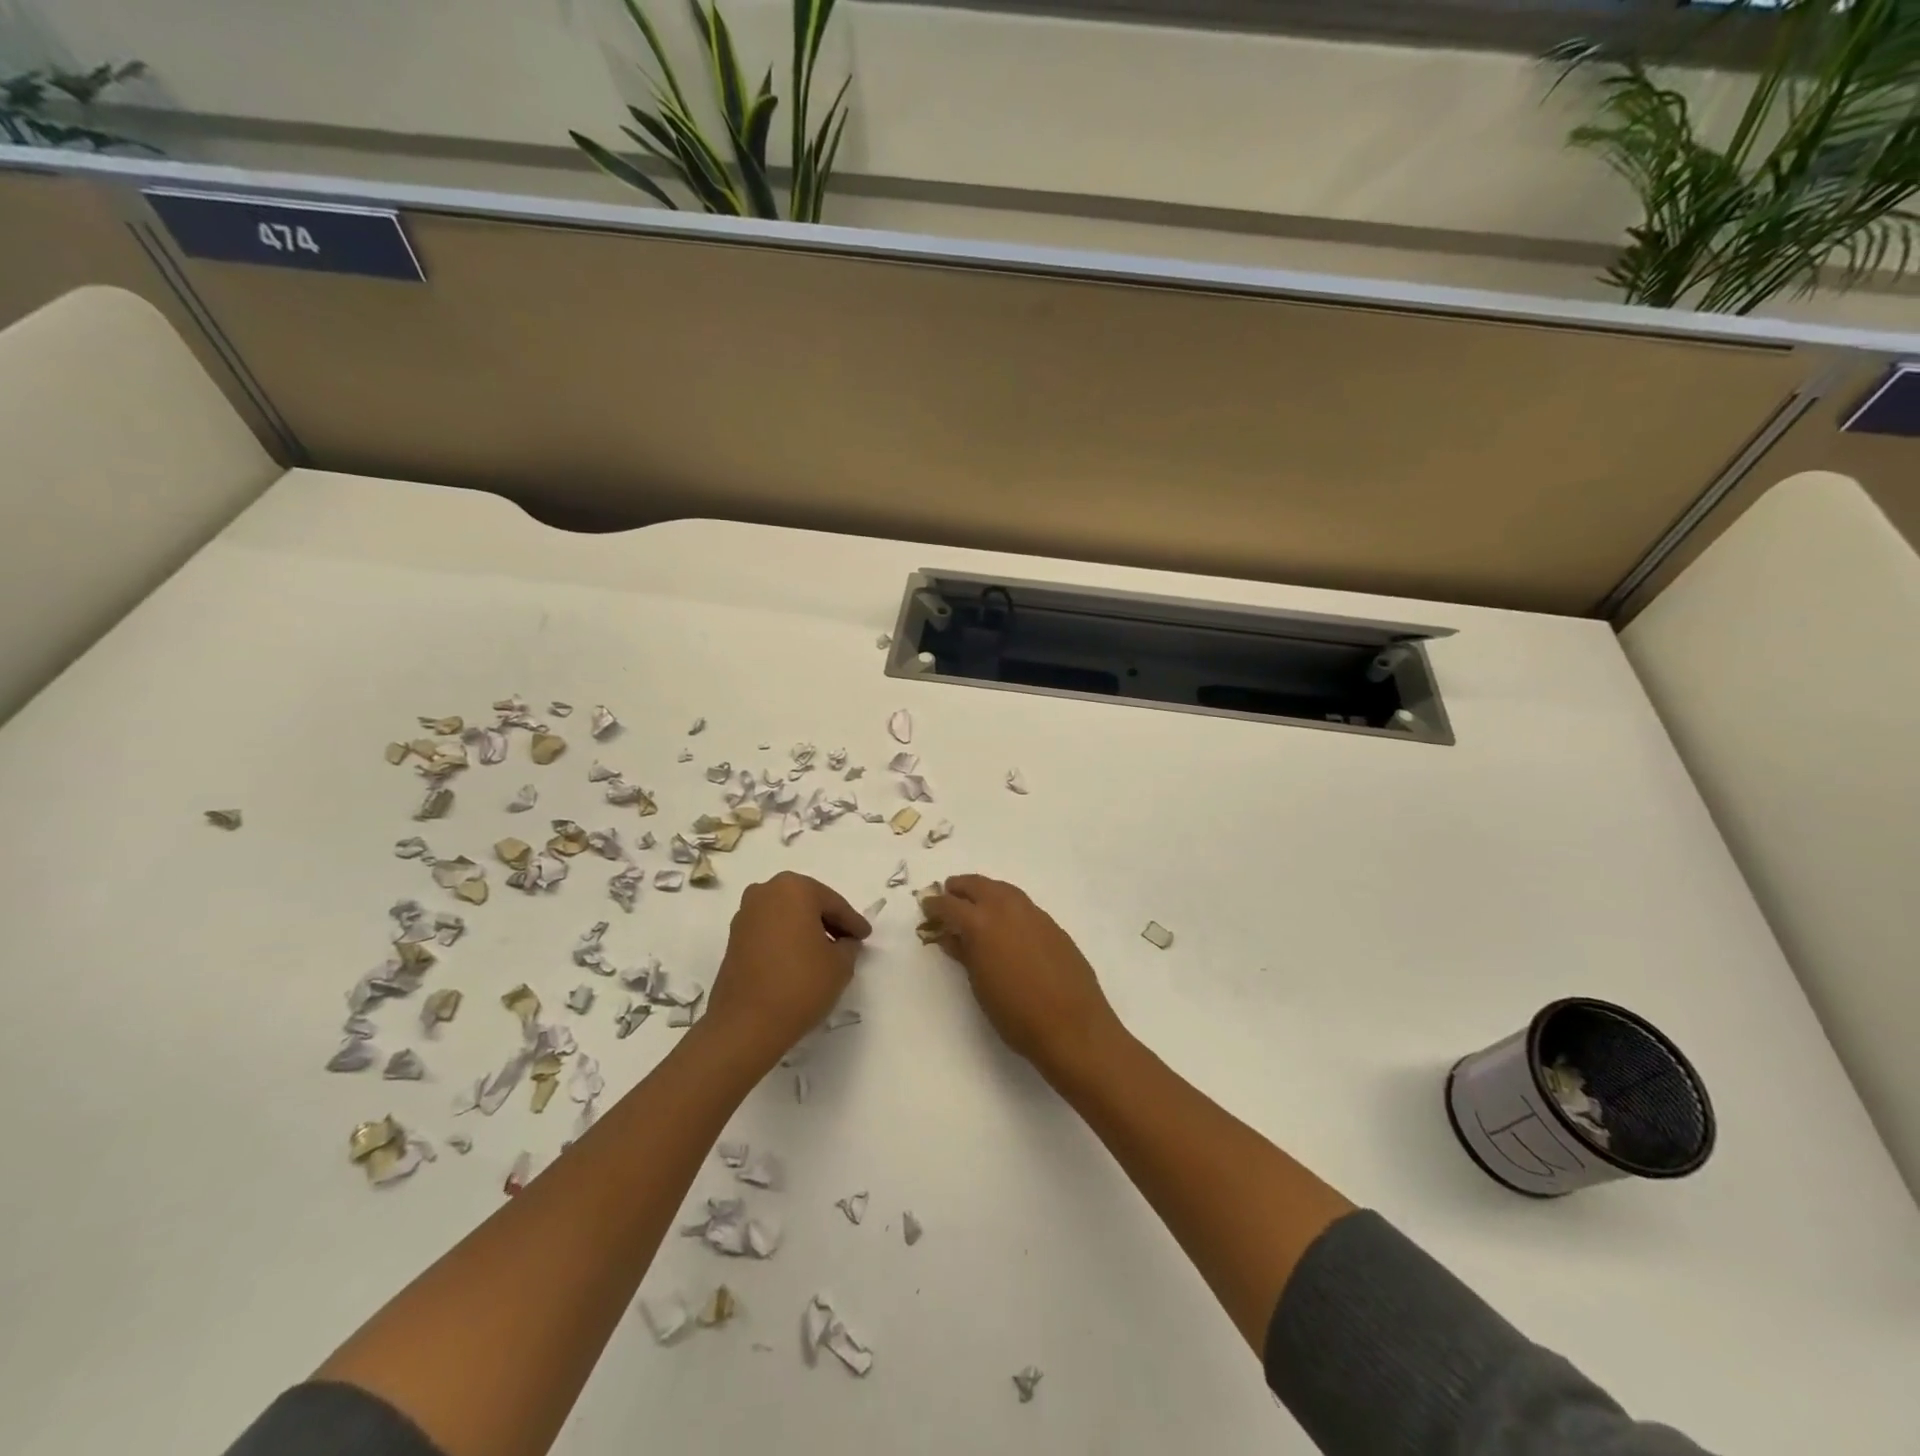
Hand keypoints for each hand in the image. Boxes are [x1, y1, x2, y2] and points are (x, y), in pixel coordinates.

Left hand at [705, 872, 869, 1063]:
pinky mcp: (733, 939)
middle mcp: (765, 892)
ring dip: (805, 931)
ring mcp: (745, 915)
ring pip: (786, 917)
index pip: (833, 903)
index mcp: (794, 888)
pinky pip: (769, 932)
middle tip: (847, 941)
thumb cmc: (800, 984)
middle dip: (827, 921)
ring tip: (824, 954)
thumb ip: (849, 945)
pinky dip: (786, 941)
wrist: (745, 1024)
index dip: (853, 922)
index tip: (866, 936)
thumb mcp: (841, 964)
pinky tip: (799, 961)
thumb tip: (844, 943)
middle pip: (807, 904)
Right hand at [925, 875, 1126, 1083]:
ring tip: (976, 903)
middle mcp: (1007, 909)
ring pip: (1003, 889)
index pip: (950, 905)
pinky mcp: (1052, 925)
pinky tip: (1006, 922)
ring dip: (985, 891)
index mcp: (981, 924)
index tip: (926, 906)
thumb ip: (964, 954)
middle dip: (960, 888)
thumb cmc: (1016, 1014)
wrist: (1072, 1026)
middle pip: (978, 885)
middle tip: (948, 894)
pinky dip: (1007, 904)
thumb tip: (950, 936)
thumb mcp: (980, 985)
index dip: (935, 905)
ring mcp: (1034, 914)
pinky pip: (1022, 904)